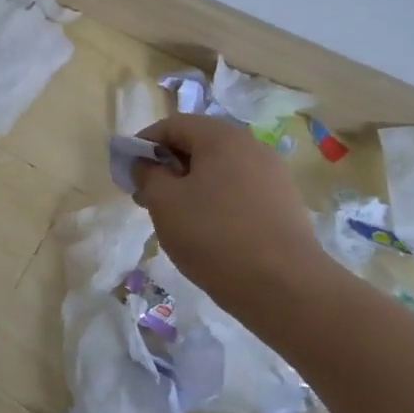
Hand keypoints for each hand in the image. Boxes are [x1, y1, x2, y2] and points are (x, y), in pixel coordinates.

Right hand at [132, 115, 328, 318]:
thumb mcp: (164, 202)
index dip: (144, 144)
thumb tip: (146, 163)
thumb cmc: (214, 236)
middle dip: (168, 166)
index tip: (128, 172)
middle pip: (198, 145)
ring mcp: (272, 175)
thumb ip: (147, 174)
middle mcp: (251, 147)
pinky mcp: (284, 204)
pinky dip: (216, 201)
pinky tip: (207, 231)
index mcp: (221, 137)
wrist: (285, 287)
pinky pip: (239, 190)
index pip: (172, 125)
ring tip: (175, 218)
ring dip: (191, 185)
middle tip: (147, 197)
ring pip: (219, 170)